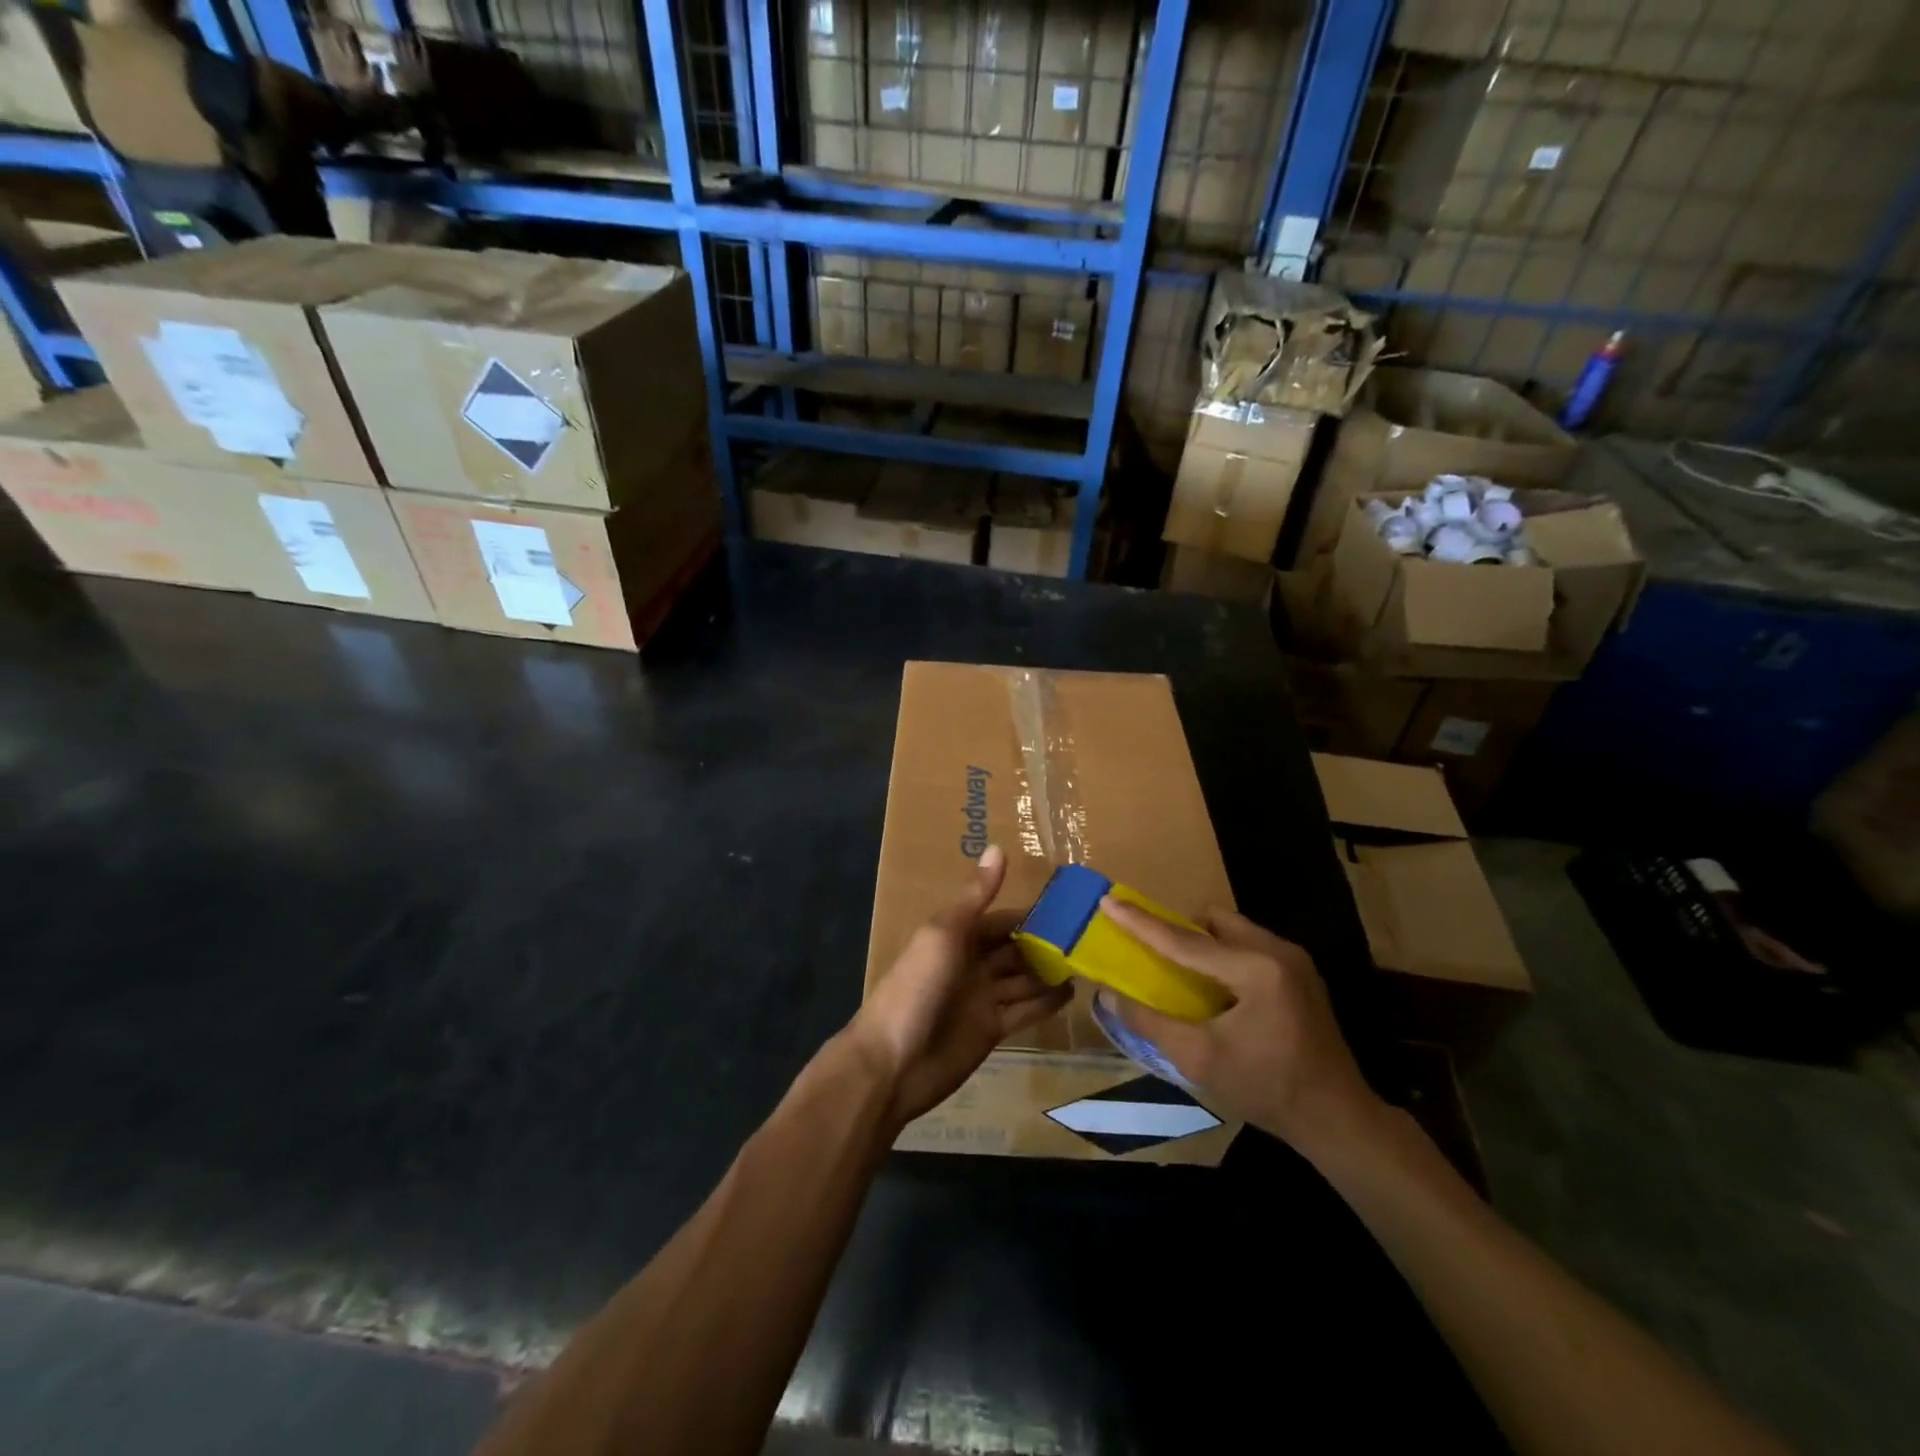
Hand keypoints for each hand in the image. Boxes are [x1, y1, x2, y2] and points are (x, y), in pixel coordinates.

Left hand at [851, 846, 1071, 1129]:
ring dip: (1049, 972)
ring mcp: (981, 999)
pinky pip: (1024, 1011)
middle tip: (1090, 939)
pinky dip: (1046, 1003)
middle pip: (1014, 950)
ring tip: (1089, 963)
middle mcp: (971, 965)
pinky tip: (1071, 993)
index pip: (1001, 921)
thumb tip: (997, 847)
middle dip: (1045, 944)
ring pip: (1023, 980)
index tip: (1070, 909)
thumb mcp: (944, 934)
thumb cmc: (915, 988)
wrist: (891, 1063)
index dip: (1031, 916)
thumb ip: (975, 896)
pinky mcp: (991, 1031)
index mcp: (956, 937)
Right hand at [1100, 899, 1380, 1150]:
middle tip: (1151, 950)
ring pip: (1233, 930)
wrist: (1338, 1120)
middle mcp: (1277, 952)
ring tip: (1181, 973)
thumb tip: (1108, 994)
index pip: (1185, 940)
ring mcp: (1295, 961)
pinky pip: (1250, 946)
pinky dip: (1224, 956)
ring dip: (1203, 942)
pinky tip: (1215, 989)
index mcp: (1255, 969)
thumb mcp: (1199, 1059)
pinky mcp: (1301, 975)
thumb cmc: (1266, 1089)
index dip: (1141, 922)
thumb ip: (1150, 1022)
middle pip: (1213, 921)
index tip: (1109, 900)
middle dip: (1178, 929)